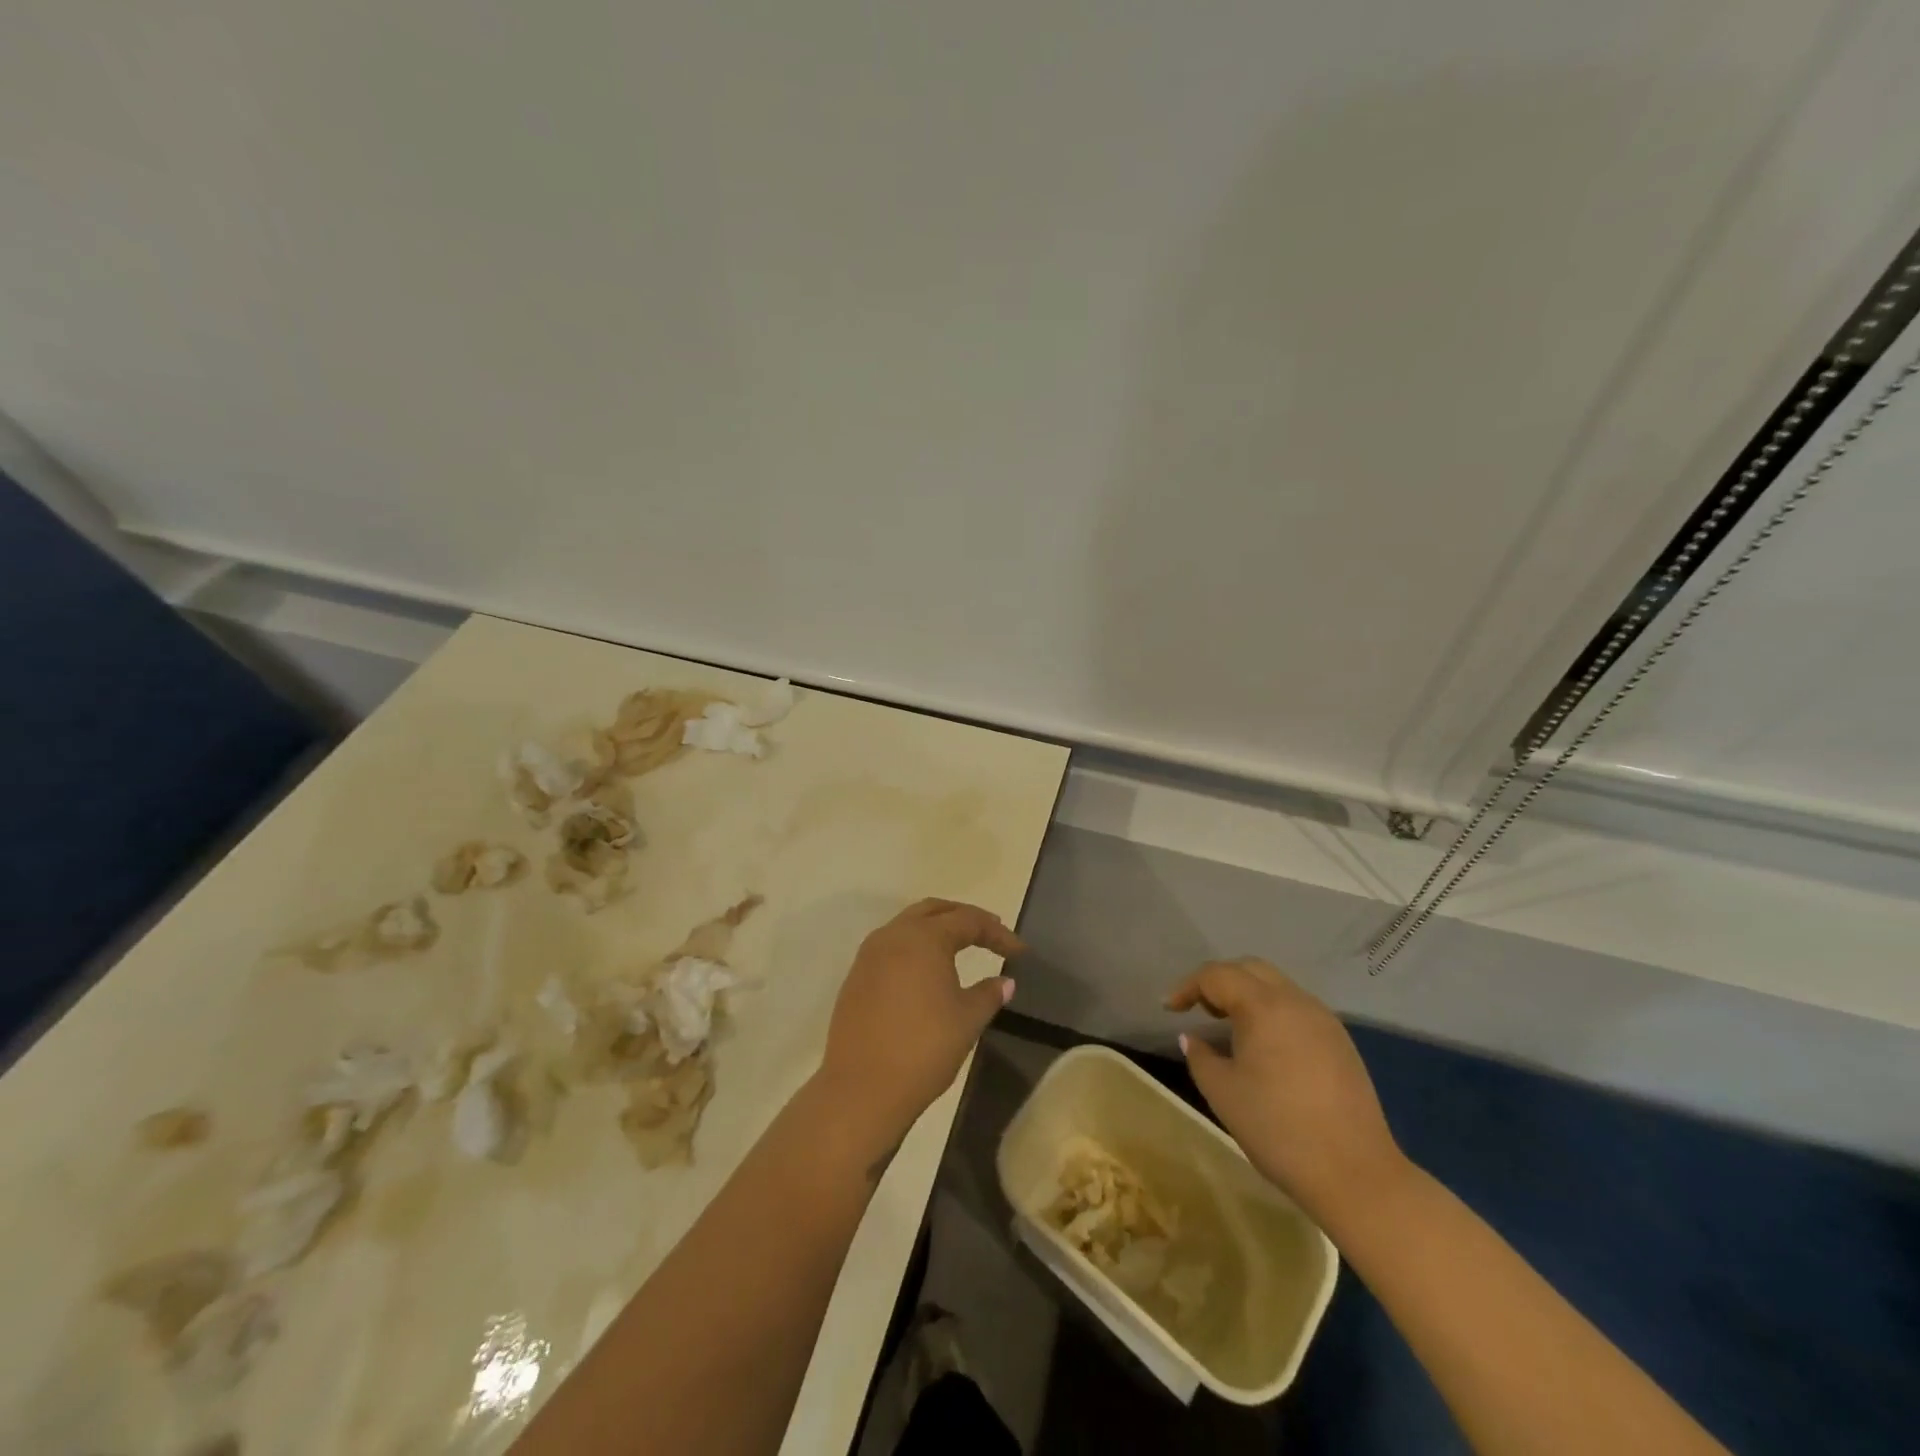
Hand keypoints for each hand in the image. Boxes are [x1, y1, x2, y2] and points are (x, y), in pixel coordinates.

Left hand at [817, 899, 1021, 1153]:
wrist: (861, 1088)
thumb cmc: (923, 1048)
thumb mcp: (967, 1020)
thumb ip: (988, 994)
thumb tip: (1004, 982)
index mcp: (924, 938)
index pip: (968, 921)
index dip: (997, 933)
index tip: (1019, 951)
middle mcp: (894, 935)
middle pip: (934, 911)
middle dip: (964, 917)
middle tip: (990, 933)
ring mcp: (869, 955)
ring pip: (908, 925)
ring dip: (936, 929)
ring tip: (961, 946)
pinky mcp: (856, 977)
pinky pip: (891, 947)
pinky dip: (914, 947)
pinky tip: (927, 970)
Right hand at [1167, 958, 1407, 1227]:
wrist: (1356, 1174)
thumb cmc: (1278, 1129)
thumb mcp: (1223, 1093)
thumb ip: (1200, 1056)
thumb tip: (1192, 1037)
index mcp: (1264, 1007)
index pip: (1217, 976)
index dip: (1187, 986)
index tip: (1169, 1009)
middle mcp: (1296, 1001)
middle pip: (1250, 969)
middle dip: (1219, 981)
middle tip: (1198, 1008)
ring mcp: (1324, 1020)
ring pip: (1277, 987)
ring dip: (1247, 995)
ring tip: (1228, 1025)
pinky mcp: (1341, 1042)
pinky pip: (1297, 1009)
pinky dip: (1272, 1013)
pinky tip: (1264, 1045)